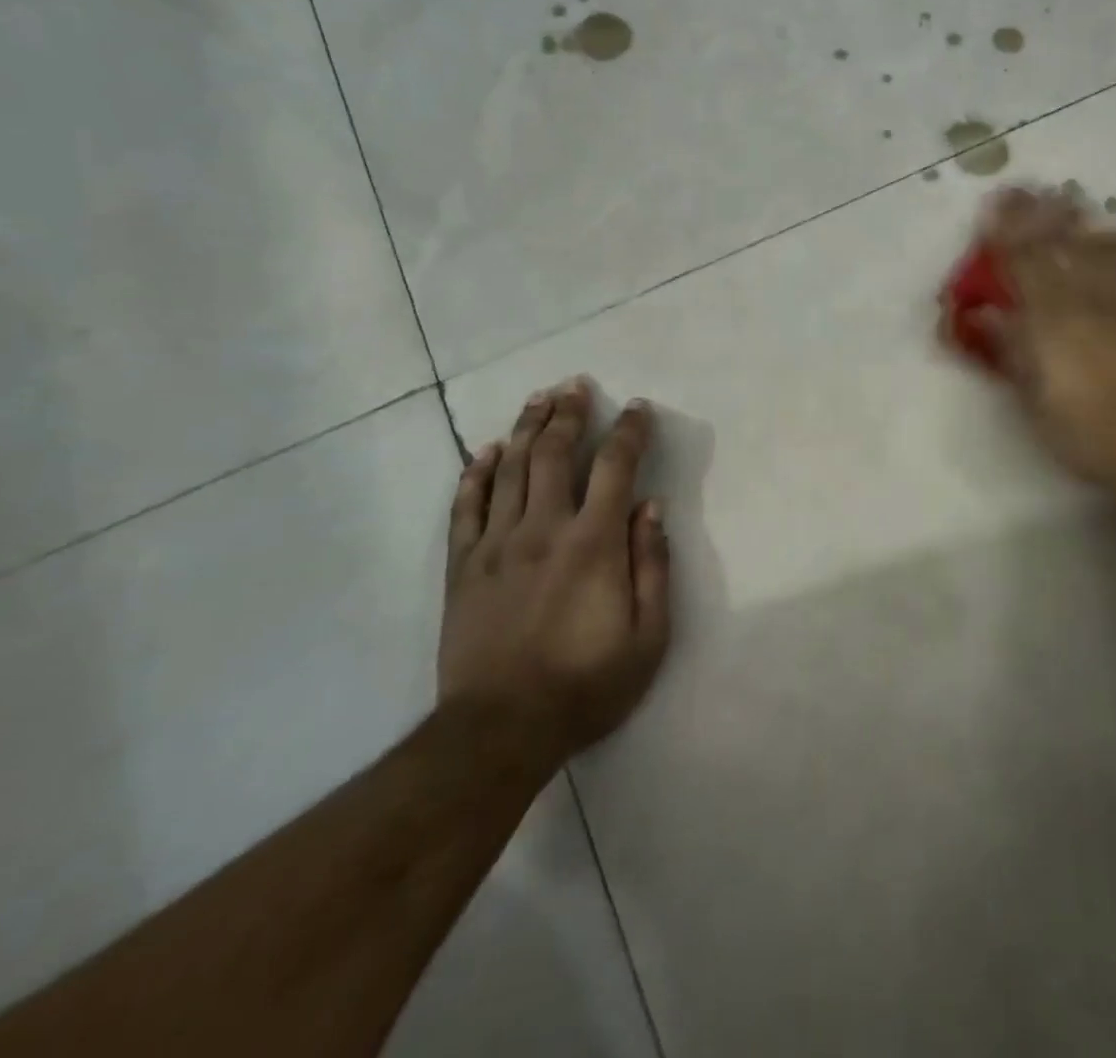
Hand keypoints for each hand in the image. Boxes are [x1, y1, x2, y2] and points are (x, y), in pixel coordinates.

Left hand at [439, 377, 670, 756]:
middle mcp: (543, 529)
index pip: (615, 467)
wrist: (500, 731)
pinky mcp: (462, 566)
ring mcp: (496, 544)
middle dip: (568, 413)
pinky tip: (483, 451)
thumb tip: (651, 508)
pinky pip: (466, 507)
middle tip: (576, 384)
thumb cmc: (586, 685)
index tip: (637, 408)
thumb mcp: (649, 637)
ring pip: (509, 469)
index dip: (629, 431)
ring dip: (525, 428)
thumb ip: (653, 566)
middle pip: (553, 453)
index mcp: (593, 543)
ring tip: (538, 398)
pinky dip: (474, 473)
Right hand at [966, 186, 1115, 523]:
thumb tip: (988, 315)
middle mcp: (1093, 299)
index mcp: (1055, 320)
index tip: (995, 204)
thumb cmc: (1092, 435)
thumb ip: (1012, 351)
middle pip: (1064, 244)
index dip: (1008, 231)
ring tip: (1071, 200)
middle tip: (1028, 188)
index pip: (1025, 262)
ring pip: (1106, 248)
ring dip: (1084, 221)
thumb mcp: (1036, 401)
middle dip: (1042, 213)